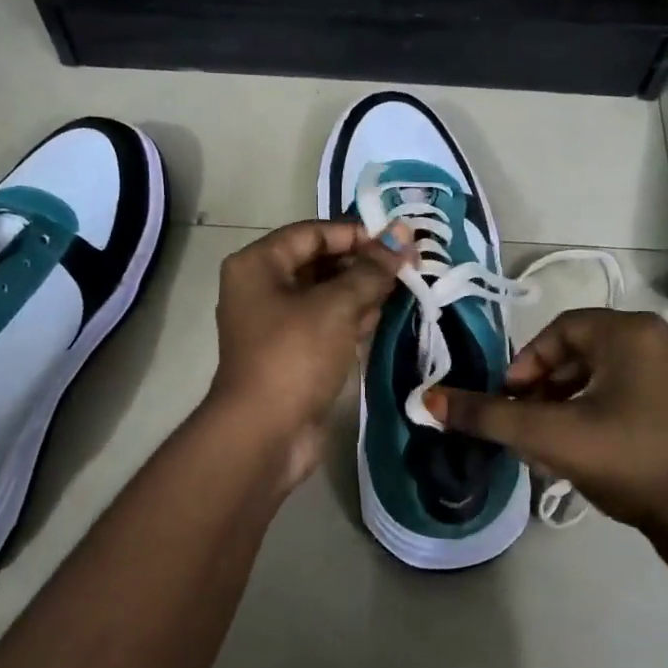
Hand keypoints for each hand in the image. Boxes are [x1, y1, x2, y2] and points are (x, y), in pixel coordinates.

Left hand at [208, 219, 409, 487]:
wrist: (265, 433)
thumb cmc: (295, 355)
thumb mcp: (336, 306)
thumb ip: (371, 270)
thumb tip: (401, 237)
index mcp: (258, 265)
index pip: (312, 233)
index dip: (355, 233)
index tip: (397, 240)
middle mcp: (262, 288)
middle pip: (319, 262)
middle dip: (363, 262)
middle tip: (409, 263)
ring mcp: (277, 324)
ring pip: (326, 295)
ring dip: (363, 290)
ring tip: (405, 285)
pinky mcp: (293, 354)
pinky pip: (327, 324)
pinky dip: (353, 317)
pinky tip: (385, 314)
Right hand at [425, 309, 667, 539]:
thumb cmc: (627, 460)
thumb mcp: (548, 436)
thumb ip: (487, 416)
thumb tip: (428, 400)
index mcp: (633, 332)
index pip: (561, 330)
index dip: (526, 363)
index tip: (510, 401)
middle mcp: (665, 340)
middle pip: (586, 351)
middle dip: (547, 385)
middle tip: (527, 421)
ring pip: (611, 373)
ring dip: (573, 399)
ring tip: (554, 438)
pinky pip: (637, 391)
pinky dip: (606, 409)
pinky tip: (593, 447)